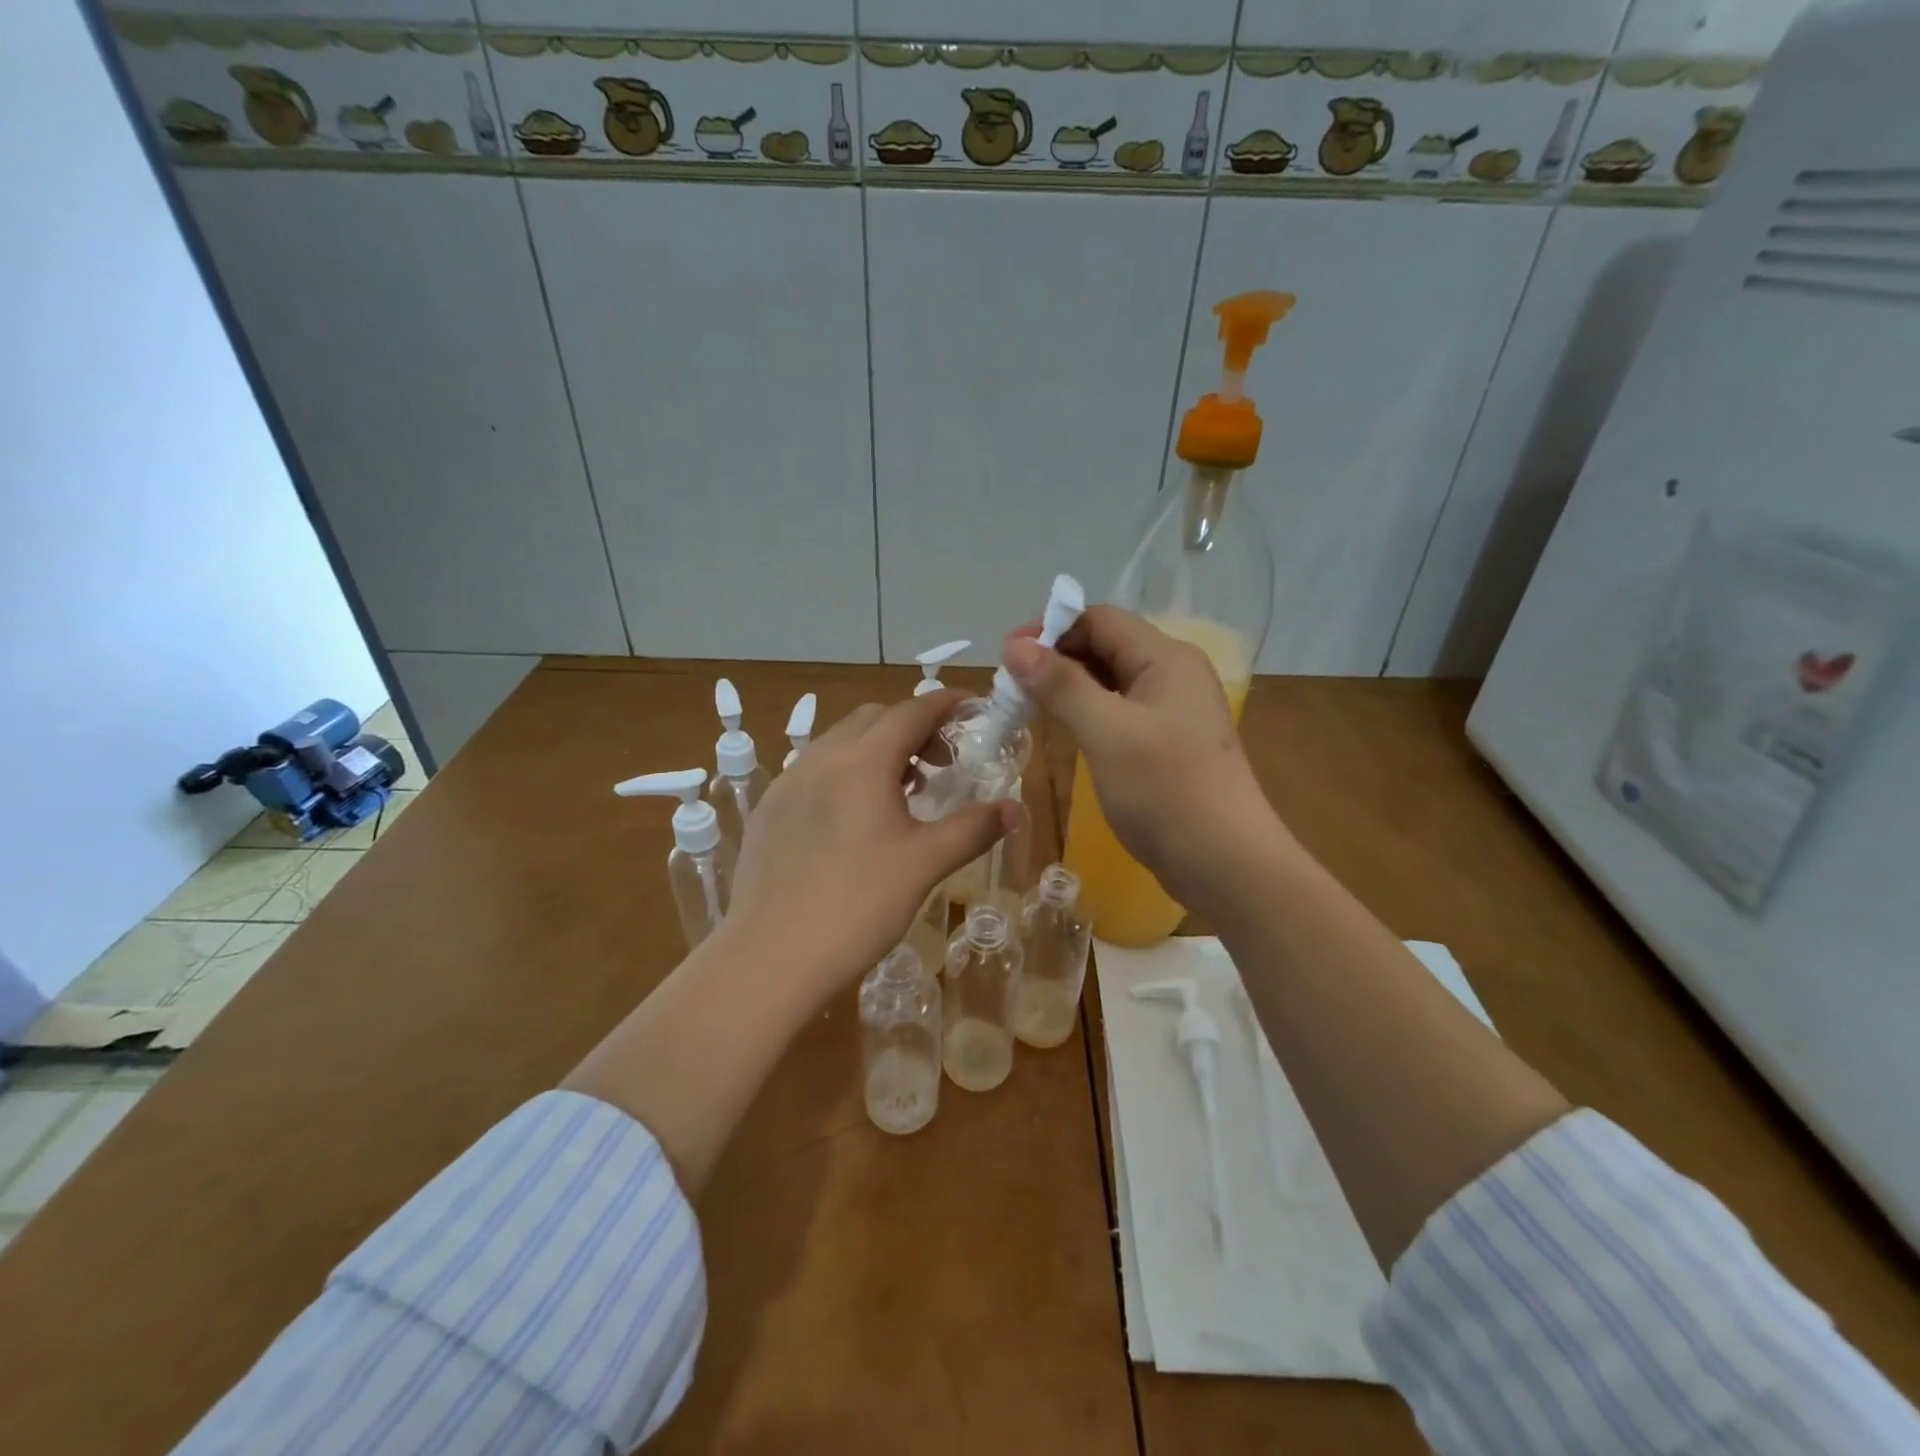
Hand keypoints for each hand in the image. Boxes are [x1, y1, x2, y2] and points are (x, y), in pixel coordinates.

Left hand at [729, 690, 1011, 1003]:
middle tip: (941, 762)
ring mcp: (788, 783)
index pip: (911, 711)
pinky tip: (855, 820)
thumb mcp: (925, 864)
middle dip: (913, 727)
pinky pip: (814, 771)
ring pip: (840, 743)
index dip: (946, 703)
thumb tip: (1014, 809)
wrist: (771, 957)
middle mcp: (821, 758)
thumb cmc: (858, 905)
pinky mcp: (768, 811)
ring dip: (878, 750)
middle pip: (874, 718)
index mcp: (862, 761)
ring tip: (903, 792)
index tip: (973, 707)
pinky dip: (846, 773)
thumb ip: (972, 829)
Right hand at [1003, 606, 1285, 909]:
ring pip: (1109, 681)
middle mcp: (1171, 674)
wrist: (1226, 864)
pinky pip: (1118, 712)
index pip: (1100, 619)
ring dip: (1067, 687)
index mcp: (1165, 658)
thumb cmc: (1166, 791)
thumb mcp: (1106, 732)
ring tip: (1025, 707)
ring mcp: (1171, 711)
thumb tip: (1015, 645)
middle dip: (1055, 659)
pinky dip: (1085, 713)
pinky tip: (1061, 730)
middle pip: (1105, 646)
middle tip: (1010, 687)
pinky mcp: (1166, 743)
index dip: (1051, 629)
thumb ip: (1061, 685)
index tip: (1008, 657)